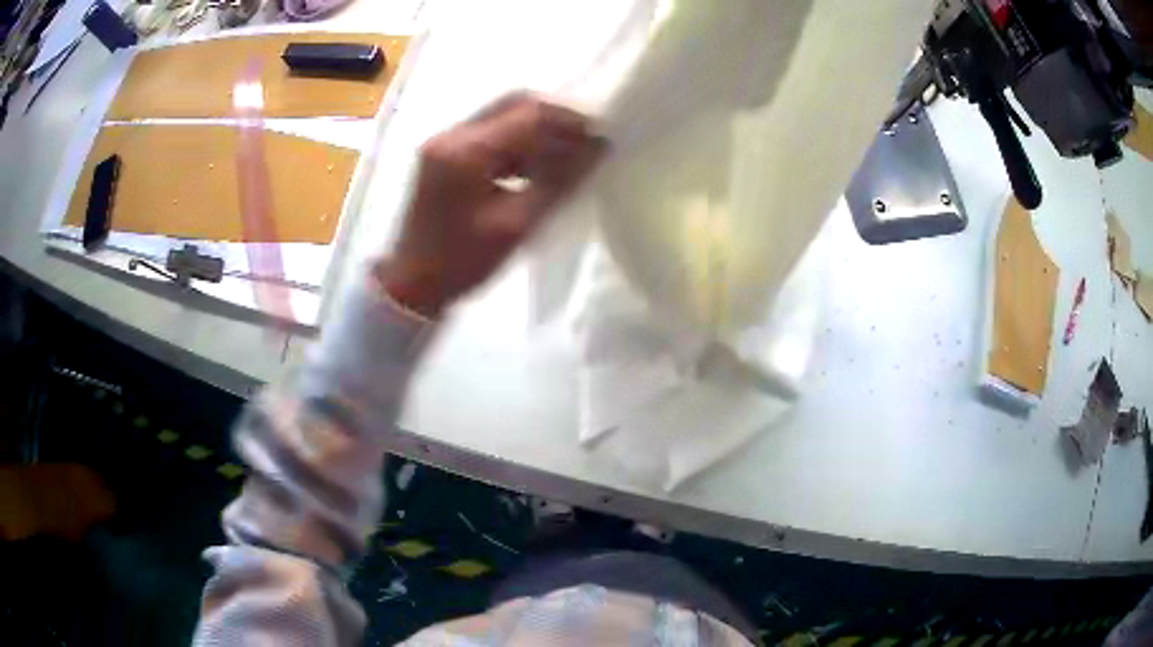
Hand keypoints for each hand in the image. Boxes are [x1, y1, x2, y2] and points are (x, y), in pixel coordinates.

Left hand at [376, 93, 605, 317]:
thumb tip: (599, 148)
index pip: (528, 114)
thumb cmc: (462, 261)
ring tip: (566, 157)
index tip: (600, 138)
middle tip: (585, 143)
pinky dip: (518, 141)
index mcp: (466, 151)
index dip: (569, 120)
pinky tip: (536, 166)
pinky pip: (490, 132)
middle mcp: (452, 134)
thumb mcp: (517, 225)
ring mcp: (445, 140)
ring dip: (537, 129)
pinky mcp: (445, 151)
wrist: (412, 284)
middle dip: (554, 118)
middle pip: (514, 104)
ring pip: (503, 115)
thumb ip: (560, 182)